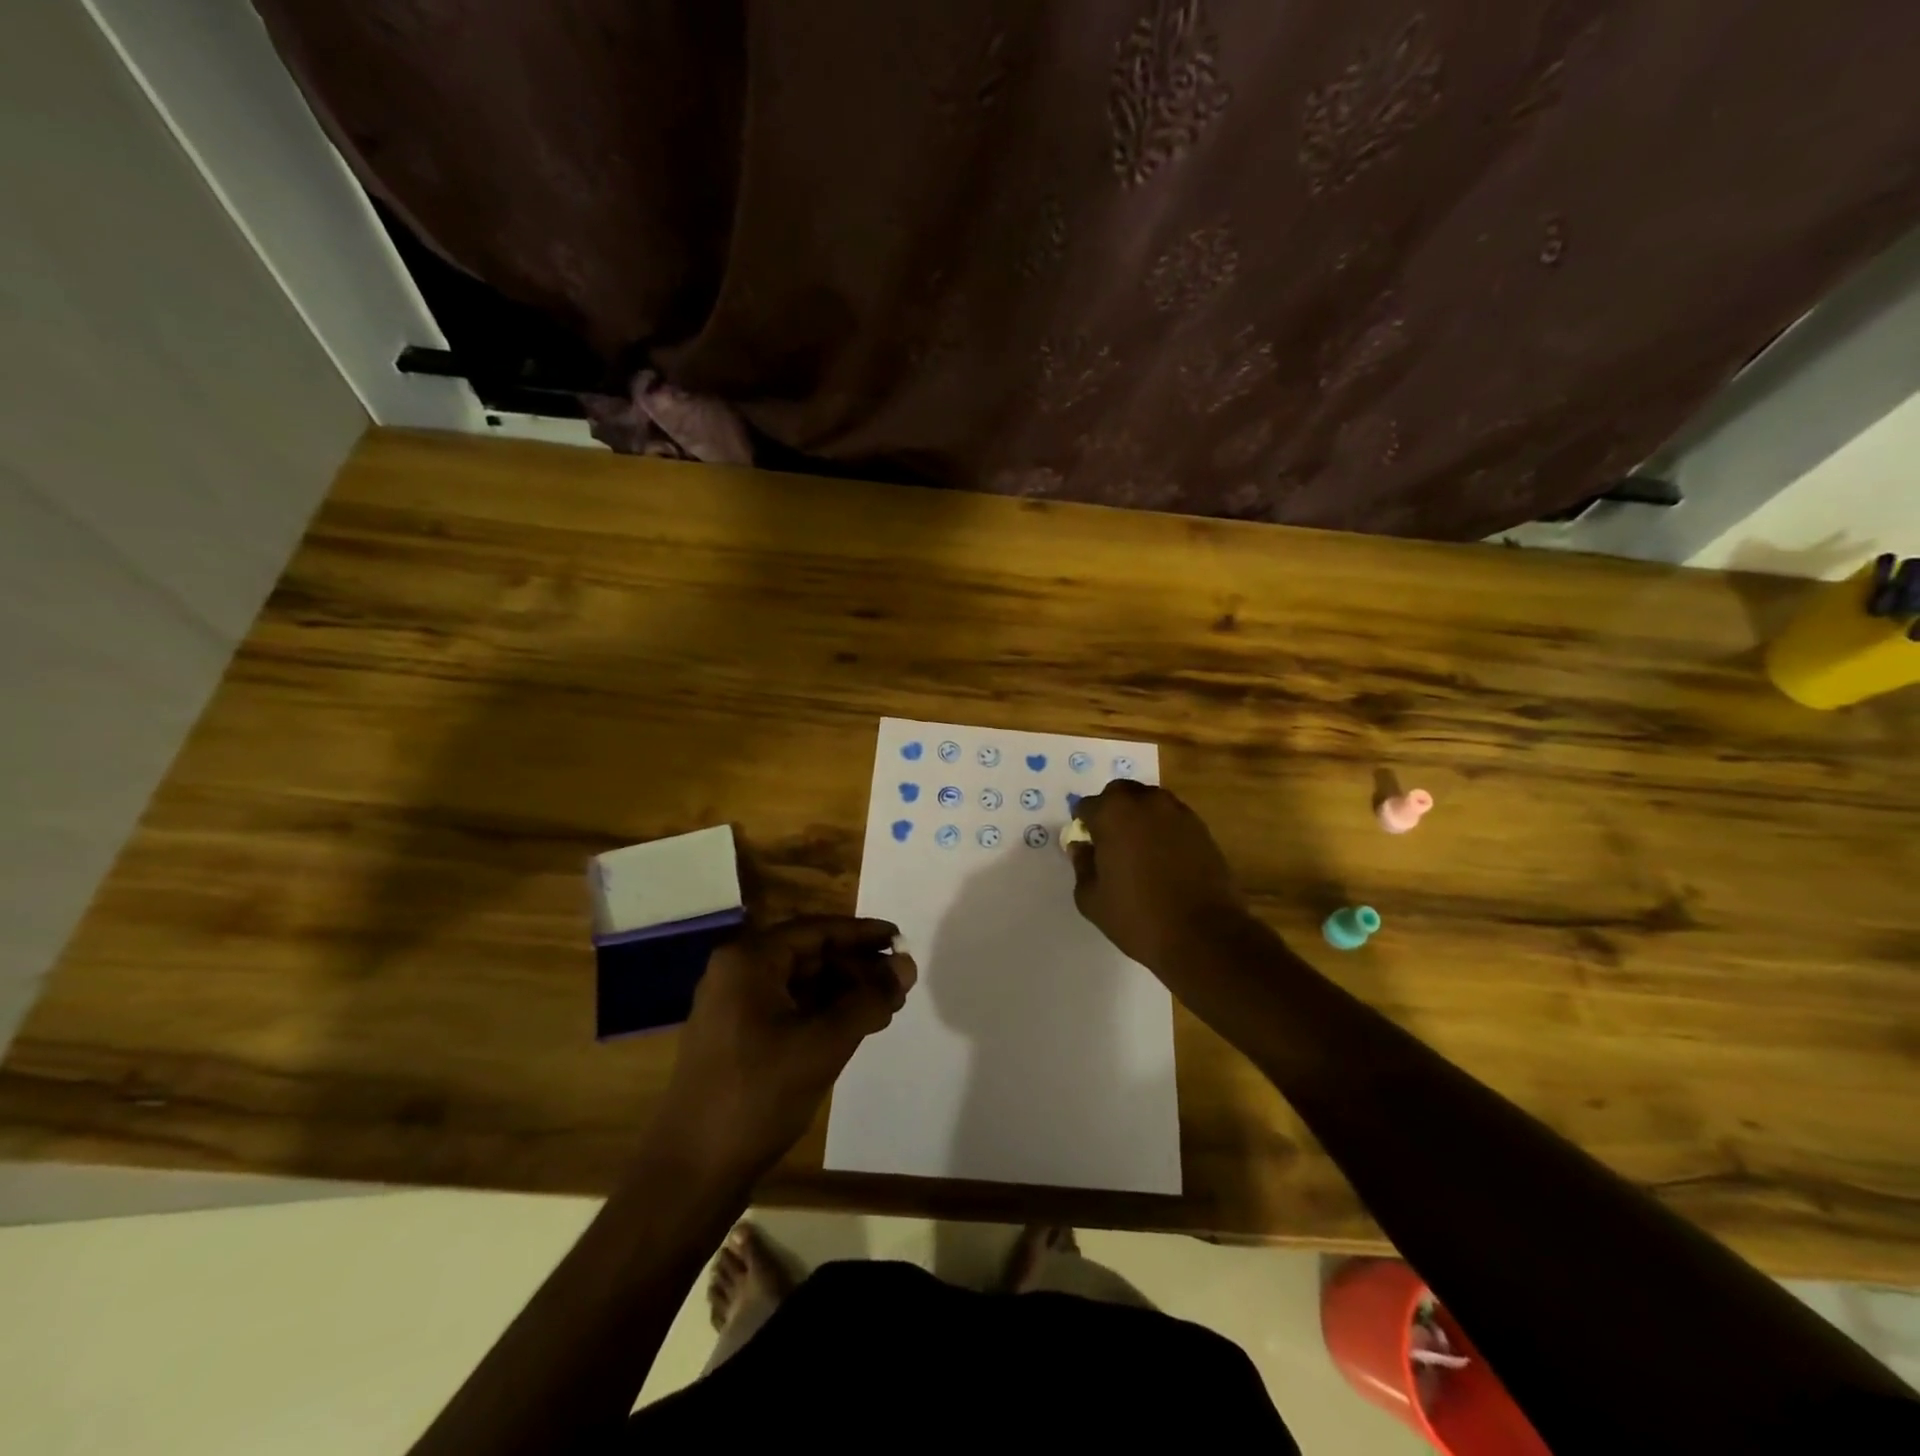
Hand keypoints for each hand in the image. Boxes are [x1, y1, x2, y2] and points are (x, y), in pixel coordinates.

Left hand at [656, 917, 916, 1180]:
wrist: (691, 1172)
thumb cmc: (758, 1095)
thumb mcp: (824, 1043)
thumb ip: (869, 999)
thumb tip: (907, 965)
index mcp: (749, 960)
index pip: (817, 930)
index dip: (863, 934)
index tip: (901, 939)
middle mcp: (738, 973)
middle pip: (809, 954)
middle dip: (856, 967)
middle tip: (899, 984)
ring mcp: (734, 1006)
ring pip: (801, 984)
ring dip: (844, 992)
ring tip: (886, 1008)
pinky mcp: (737, 1037)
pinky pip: (788, 1009)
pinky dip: (823, 1013)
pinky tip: (854, 1027)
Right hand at [1067, 780, 1246, 971]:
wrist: (1203, 935)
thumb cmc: (1137, 917)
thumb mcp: (1091, 899)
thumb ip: (1082, 865)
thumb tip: (1081, 847)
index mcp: (1113, 814)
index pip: (1087, 806)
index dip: (1083, 825)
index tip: (1086, 845)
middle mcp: (1146, 802)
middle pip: (1120, 793)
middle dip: (1111, 810)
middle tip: (1110, 841)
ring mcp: (1178, 813)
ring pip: (1150, 802)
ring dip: (1139, 816)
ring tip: (1138, 849)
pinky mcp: (1202, 828)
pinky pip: (1173, 819)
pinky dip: (1163, 829)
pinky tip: (1163, 858)